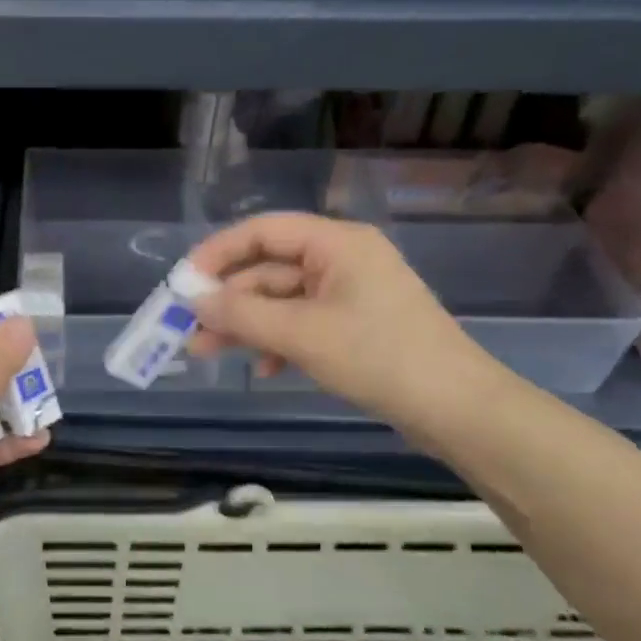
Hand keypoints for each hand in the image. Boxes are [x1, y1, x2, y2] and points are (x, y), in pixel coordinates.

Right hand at [186, 213, 503, 431]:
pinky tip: (265, 370)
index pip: (262, 231)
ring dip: (246, 325)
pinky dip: (278, 342)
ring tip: (207, 353)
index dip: (217, 253)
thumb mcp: (302, 334)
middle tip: (188, 327)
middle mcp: (342, 259)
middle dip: (228, 300)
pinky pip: (302, 323)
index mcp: (336, 243)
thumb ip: (242, 314)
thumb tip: (193, 300)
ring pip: (282, 300)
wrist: (456, 409)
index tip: (183, 283)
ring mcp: (350, 294)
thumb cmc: (378, 357)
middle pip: (269, 268)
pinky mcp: (355, 325)